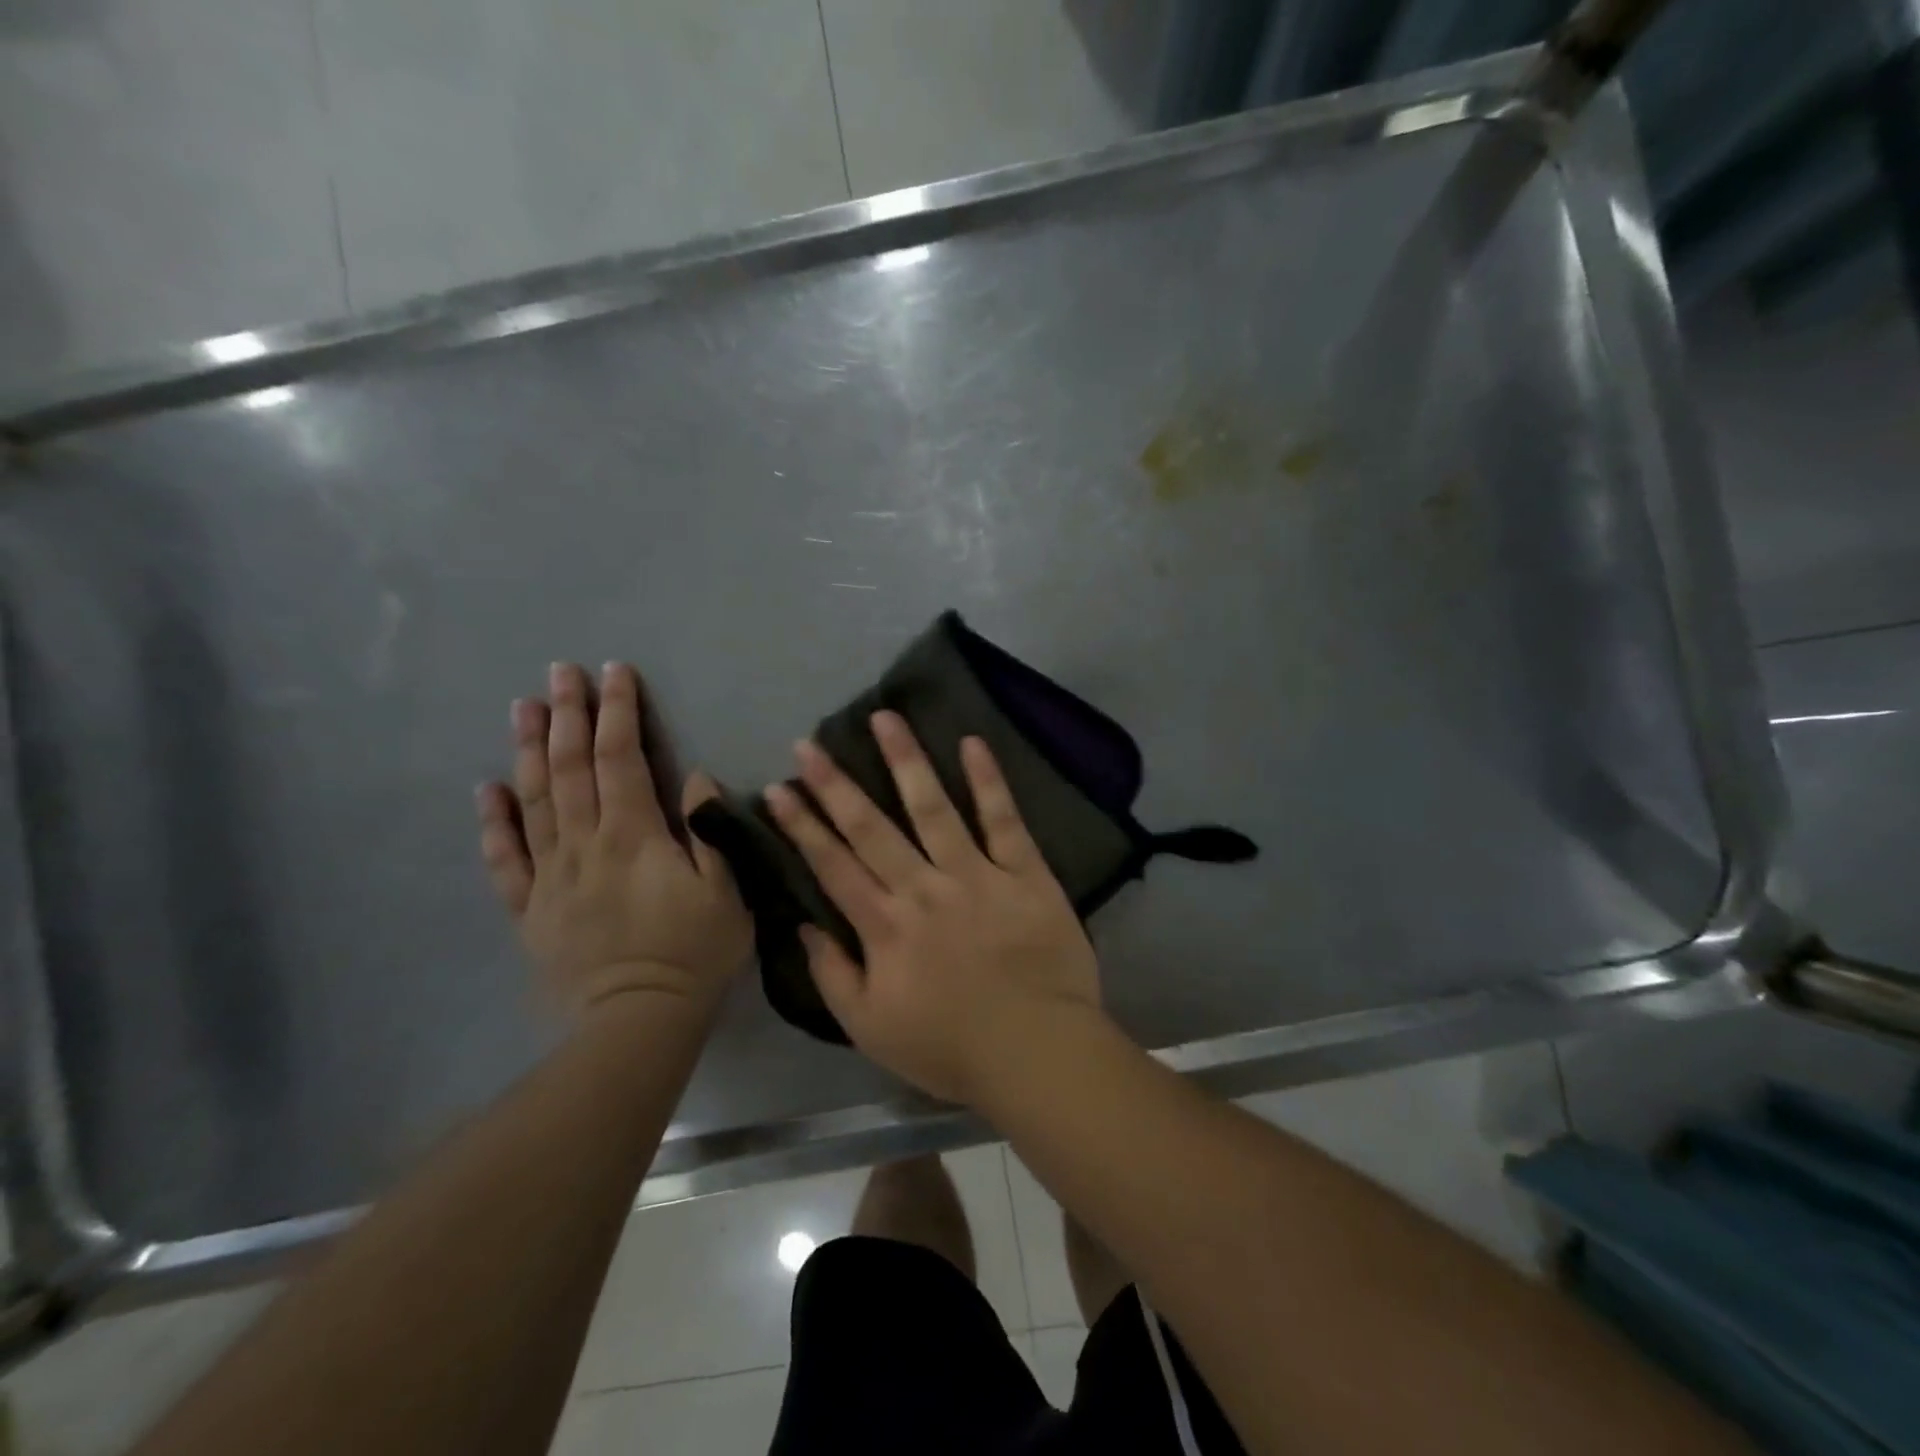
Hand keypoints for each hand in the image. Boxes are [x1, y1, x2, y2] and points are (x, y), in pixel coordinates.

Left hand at [476, 662, 751, 1020]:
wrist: (638, 1022)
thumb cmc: (694, 953)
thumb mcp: (726, 891)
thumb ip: (708, 830)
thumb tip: (694, 778)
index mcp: (633, 835)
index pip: (621, 759)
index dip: (617, 712)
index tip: (614, 673)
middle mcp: (584, 844)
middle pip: (570, 768)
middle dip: (567, 715)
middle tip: (559, 671)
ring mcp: (550, 875)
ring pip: (533, 801)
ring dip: (527, 750)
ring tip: (522, 707)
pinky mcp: (530, 907)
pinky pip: (505, 858)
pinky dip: (493, 821)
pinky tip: (486, 788)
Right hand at [763, 712, 1102, 1105]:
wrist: (1037, 1052)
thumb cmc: (950, 1047)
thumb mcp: (870, 1029)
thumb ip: (832, 975)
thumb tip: (804, 926)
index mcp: (886, 927)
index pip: (833, 866)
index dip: (802, 826)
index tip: (779, 789)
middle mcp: (924, 889)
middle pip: (872, 828)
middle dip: (835, 785)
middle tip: (809, 745)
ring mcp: (976, 875)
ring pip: (933, 807)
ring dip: (905, 760)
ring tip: (885, 718)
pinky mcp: (1025, 872)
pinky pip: (1004, 819)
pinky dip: (988, 780)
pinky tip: (972, 742)